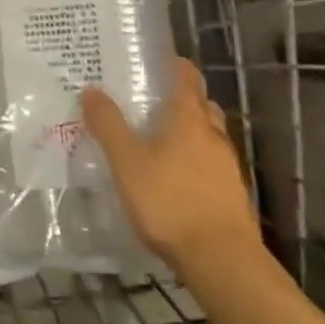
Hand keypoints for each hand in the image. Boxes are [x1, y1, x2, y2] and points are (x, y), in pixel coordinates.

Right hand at [81, 59, 259, 277]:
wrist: (223, 261)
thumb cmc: (171, 202)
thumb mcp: (127, 163)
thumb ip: (109, 125)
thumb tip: (91, 89)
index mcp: (188, 117)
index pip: (186, 76)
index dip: (172, 65)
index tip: (153, 62)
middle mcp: (212, 134)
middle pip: (201, 103)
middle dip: (181, 98)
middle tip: (152, 102)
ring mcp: (228, 166)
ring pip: (209, 135)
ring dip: (190, 132)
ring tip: (161, 142)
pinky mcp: (233, 195)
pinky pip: (213, 165)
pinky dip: (197, 163)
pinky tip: (177, 180)